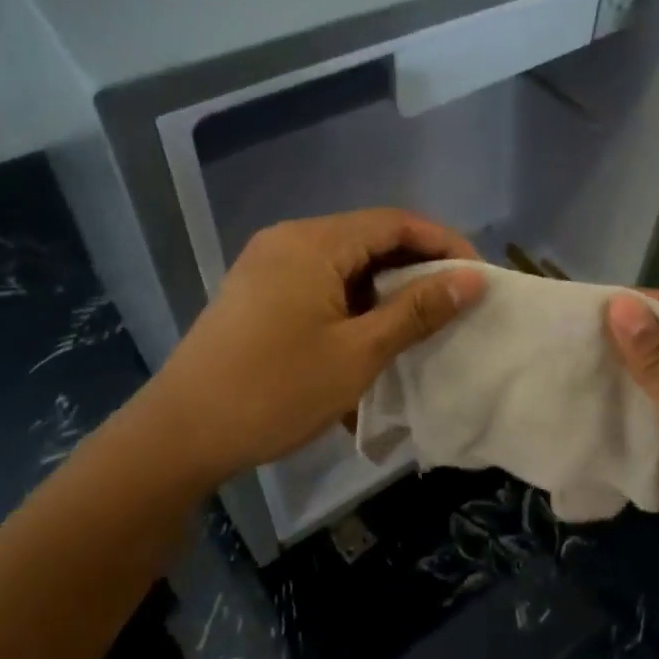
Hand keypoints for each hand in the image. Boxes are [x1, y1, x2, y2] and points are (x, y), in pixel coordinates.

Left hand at [144, 210, 486, 485]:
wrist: (180, 436)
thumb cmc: (275, 391)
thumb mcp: (358, 352)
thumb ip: (418, 310)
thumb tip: (473, 279)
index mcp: (312, 242)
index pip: (395, 222)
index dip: (443, 243)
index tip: (478, 277)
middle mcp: (288, 241)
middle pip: (370, 237)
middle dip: (418, 266)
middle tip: (457, 302)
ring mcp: (268, 267)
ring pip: (346, 262)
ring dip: (387, 287)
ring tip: (423, 321)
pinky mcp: (258, 294)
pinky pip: (321, 282)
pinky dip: (355, 300)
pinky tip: (373, 333)